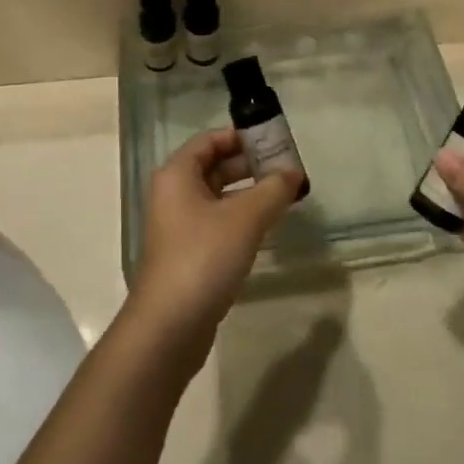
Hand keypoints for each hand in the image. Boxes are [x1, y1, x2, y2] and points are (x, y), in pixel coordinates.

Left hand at [127, 129, 301, 367]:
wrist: (169, 326)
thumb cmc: (203, 257)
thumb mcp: (245, 219)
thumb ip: (272, 190)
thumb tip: (294, 172)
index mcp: (178, 174)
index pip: (210, 140)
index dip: (241, 137)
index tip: (274, 142)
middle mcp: (174, 193)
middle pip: (214, 166)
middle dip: (249, 165)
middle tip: (286, 169)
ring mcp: (179, 225)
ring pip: (217, 196)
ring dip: (248, 193)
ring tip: (283, 196)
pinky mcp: (187, 253)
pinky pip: (217, 222)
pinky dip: (240, 218)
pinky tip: (266, 227)